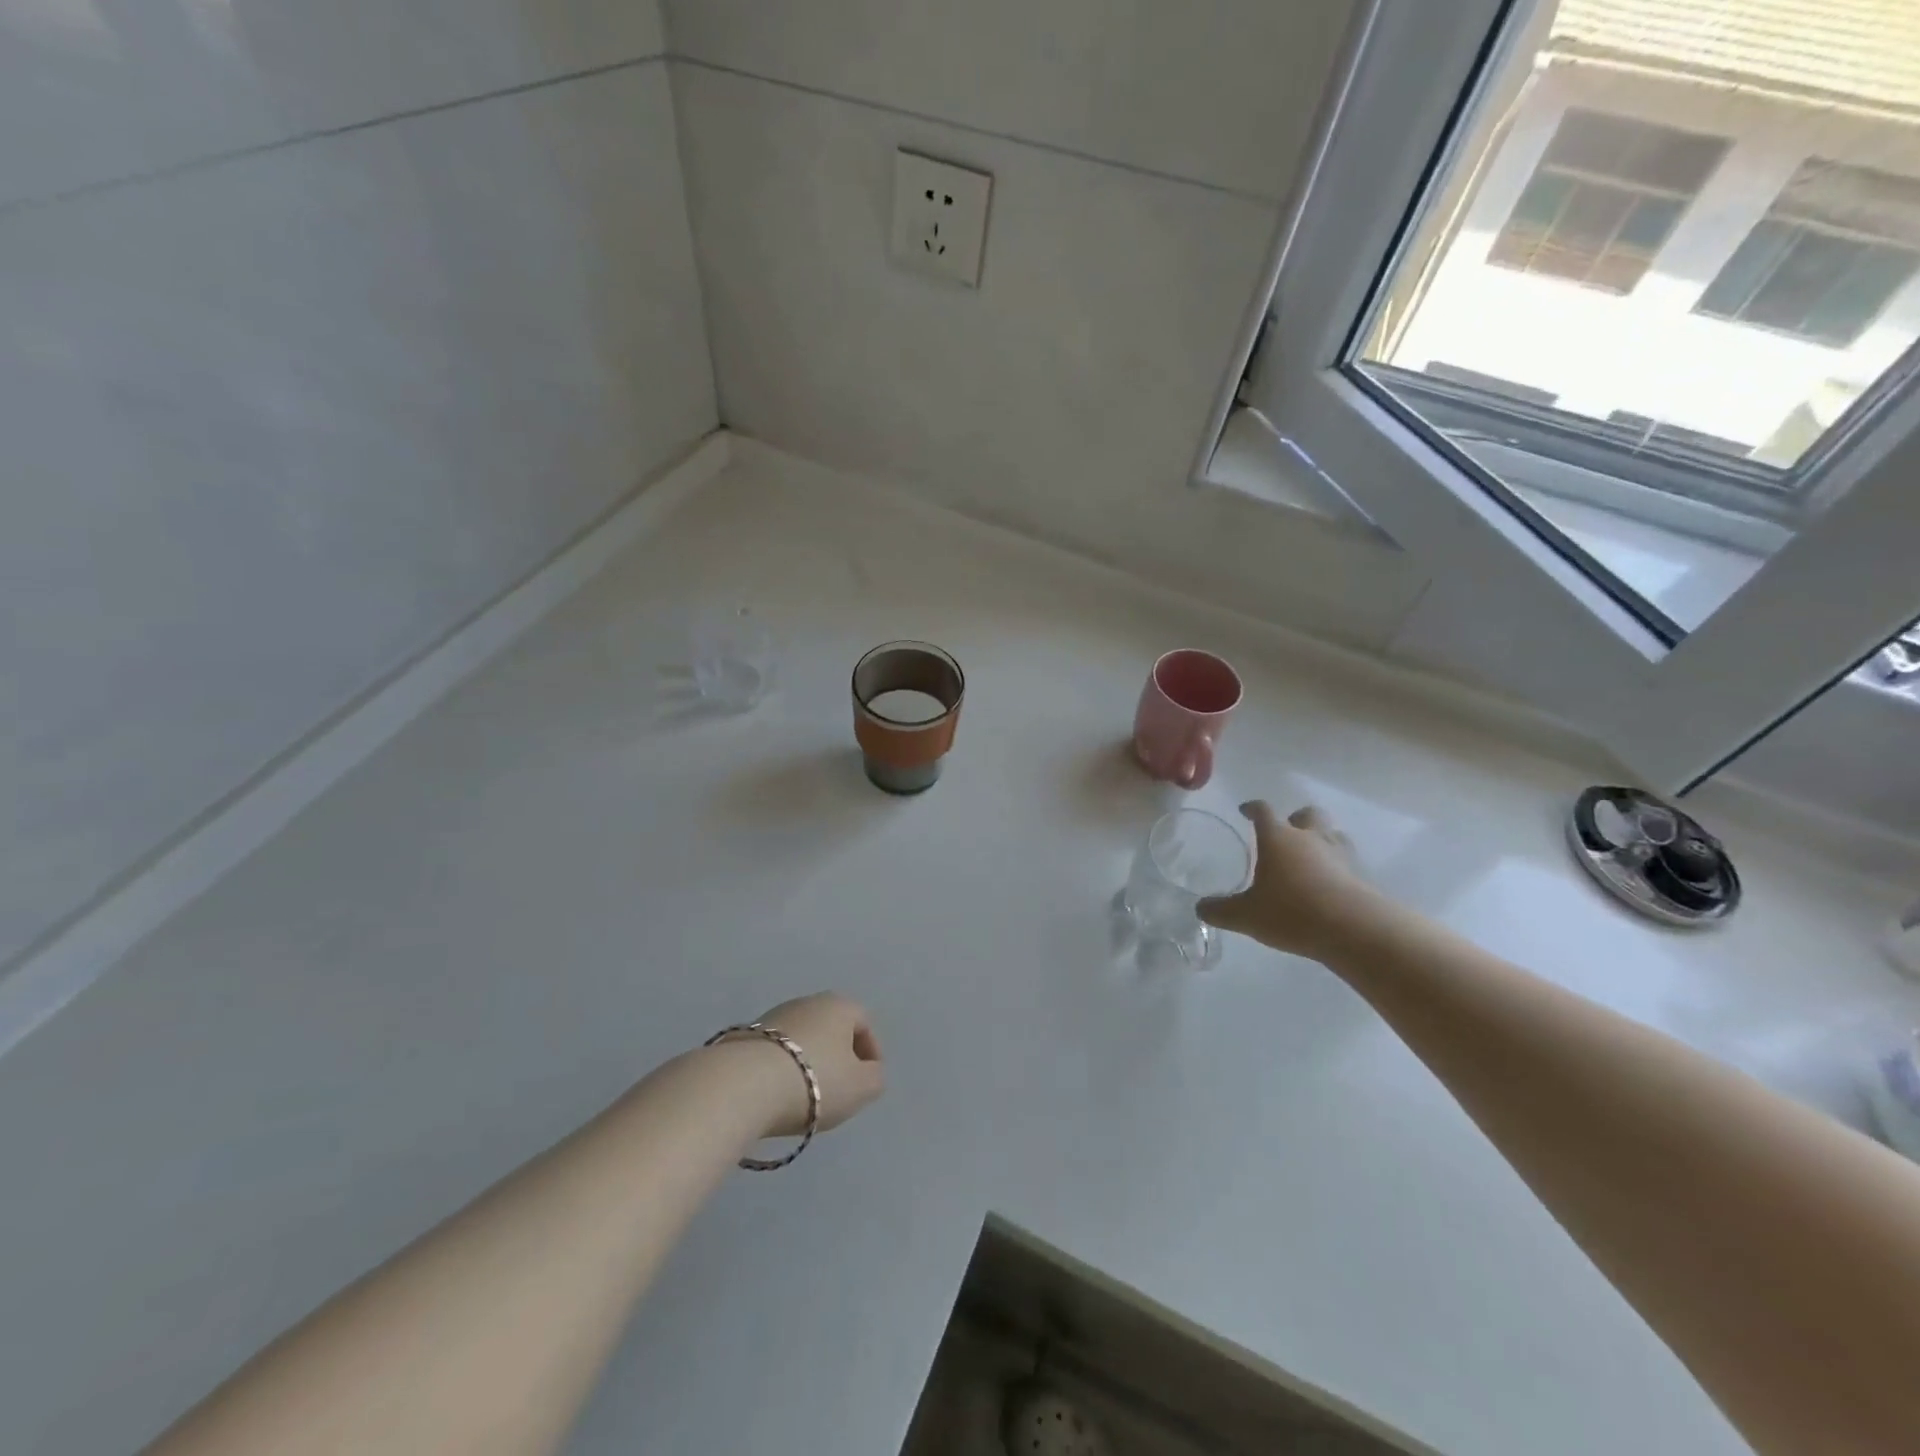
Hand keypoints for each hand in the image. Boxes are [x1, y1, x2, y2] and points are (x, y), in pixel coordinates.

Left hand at [726, 992, 885, 1138]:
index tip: (867, 1082)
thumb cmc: (815, 1080)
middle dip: (838, 1057)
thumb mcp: (861, 1087)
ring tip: (806, 1097)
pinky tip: (778, 1094)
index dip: (871, 1053)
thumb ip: (875, 1078)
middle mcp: (808, 1001)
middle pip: (832, 1029)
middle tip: (839, 1090)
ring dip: (809, 1063)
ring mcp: (773, 1016)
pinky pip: (776, 1052)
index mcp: (839, 1005)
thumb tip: (870, 1071)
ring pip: (802, 1039)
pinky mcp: (746, 1036)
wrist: (744, 1085)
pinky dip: (782, 1069)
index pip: (864, 1023)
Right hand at [1197, 803, 1378, 958]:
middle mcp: (1308, 837)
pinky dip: (1336, 865)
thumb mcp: (1246, 916)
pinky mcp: (1360, 874)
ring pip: (1331, 833)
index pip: (1262, 810)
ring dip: (1320, 838)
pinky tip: (1328, 882)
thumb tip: (1200, 908)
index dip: (1252, 808)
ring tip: (1310, 857)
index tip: (1245, 811)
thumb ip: (1221, 910)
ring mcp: (1338, 853)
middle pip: (1306, 814)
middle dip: (1295, 819)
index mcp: (1277, 838)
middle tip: (1284, 834)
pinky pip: (1346, 859)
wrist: (1353, 929)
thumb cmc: (1292, 912)